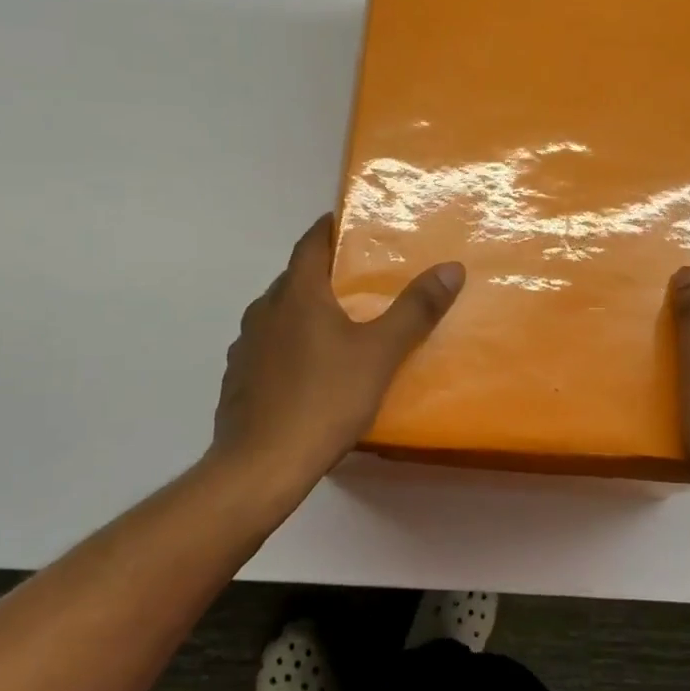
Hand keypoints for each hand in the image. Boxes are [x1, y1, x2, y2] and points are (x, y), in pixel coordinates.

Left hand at [209, 215, 463, 506]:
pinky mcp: (238, 379)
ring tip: (340, 326)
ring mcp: (245, 346)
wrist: (261, 466)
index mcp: (297, 294)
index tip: (351, 224)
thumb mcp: (380, 354)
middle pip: (296, 279)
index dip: (330, 228)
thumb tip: (451, 268)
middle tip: (360, 280)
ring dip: (305, 312)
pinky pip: (268, 348)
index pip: (310, 243)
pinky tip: (310, 371)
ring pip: (280, 315)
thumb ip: (415, 310)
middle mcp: (264, 310)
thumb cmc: (324, 399)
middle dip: (324, 274)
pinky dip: (289, 346)